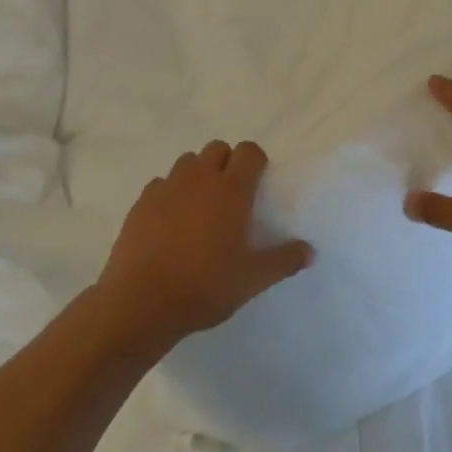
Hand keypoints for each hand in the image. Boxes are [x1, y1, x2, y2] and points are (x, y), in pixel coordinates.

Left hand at [95, 141, 313, 350]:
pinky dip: (170, 193)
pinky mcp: (142, 202)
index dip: (256, 161)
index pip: (249, 151)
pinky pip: (161, 183)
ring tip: (200, 206)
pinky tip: (170, 222)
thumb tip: (310, 250)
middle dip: (227, 163)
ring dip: (198, 174)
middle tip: (231, 196)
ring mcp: (167, 187)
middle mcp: (199, 179)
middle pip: (217, 148)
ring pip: (187, 162)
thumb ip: (284, 261)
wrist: (141, 302)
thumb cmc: (204, 286)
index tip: (258, 184)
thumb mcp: (252, 280)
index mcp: (231, 190)